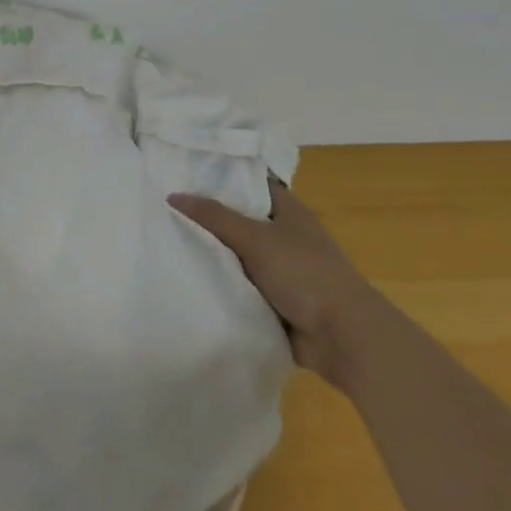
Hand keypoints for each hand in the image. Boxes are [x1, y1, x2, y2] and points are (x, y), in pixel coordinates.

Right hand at [170, 176, 376, 388]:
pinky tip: (190, 279)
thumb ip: (214, 217)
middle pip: (241, 220)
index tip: (185, 172)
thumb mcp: (255, 238)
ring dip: (215, 255)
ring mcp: (282, 271)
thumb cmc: (304, 273)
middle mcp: (286, 236)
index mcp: (289, 211)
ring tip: (169, 241)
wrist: (343, 338)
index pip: (251, 183)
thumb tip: (173, 195)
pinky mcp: (277, 302)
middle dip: (210, 218)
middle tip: (167, 207)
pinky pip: (242, 287)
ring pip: (239, 255)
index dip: (222, 177)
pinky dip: (224, 285)